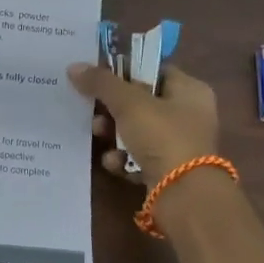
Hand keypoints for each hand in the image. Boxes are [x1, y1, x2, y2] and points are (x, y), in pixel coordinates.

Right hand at [67, 60, 219, 183]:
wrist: (184, 196)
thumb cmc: (163, 136)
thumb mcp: (128, 103)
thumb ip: (101, 82)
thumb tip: (74, 67)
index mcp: (190, 90)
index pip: (153, 69)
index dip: (124, 70)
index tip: (97, 77)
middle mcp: (188, 114)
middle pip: (140, 101)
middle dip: (112, 108)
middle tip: (93, 111)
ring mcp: (179, 144)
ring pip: (136, 130)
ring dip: (113, 133)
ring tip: (99, 136)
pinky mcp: (168, 170)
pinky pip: (138, 156)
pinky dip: (123, 158)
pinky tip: (114, 163)